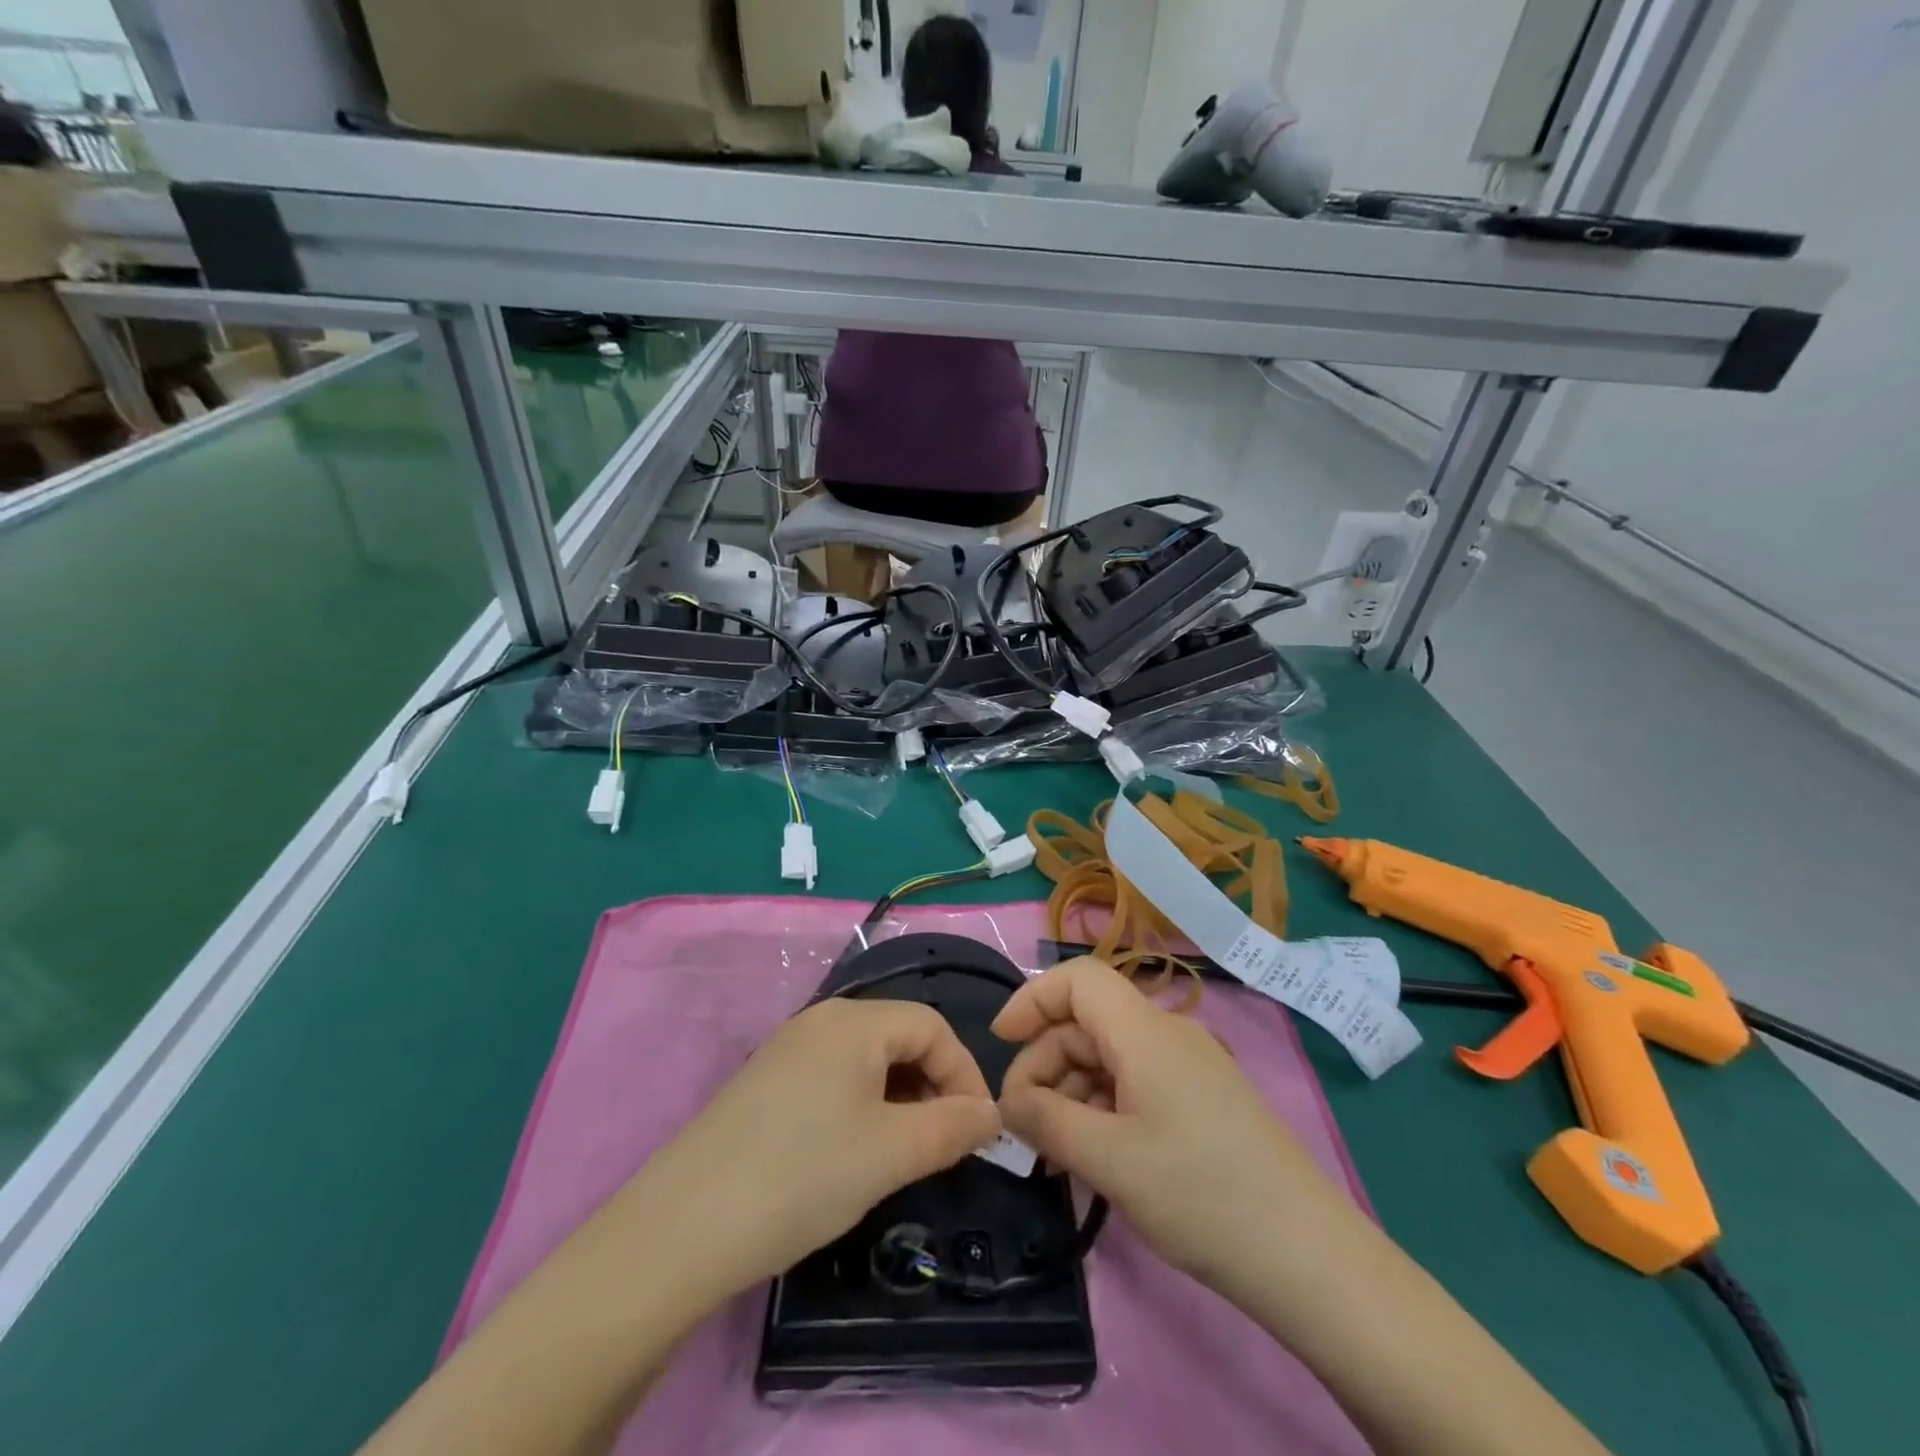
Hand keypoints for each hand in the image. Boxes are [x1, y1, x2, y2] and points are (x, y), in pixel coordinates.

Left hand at [637, 997, 1000, 1300]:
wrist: (683, 1227)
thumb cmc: (803, 1175)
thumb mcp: (891, 1153)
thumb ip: (952, 1128)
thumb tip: (990, 1114)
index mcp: (854, 1021)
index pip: (933, 1026)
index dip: (965, 1072)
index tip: (979, 1130)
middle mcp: (821, 1020)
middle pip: (899, 1037)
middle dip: (933, 1086)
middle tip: (944, 1145)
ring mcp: (788, 1049)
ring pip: (866, 1061)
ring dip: (898, 1099)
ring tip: (903, 1153)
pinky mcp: (766, 1082)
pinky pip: (833, 1079)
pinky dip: (861, 1106)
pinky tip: (852, 1153)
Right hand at [994, 958, 1351, 1297]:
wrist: (1309, 1257)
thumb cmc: (1201, 1195)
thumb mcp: (1109, 1160)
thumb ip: (1046, 1121)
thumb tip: (1008, 1100)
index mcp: (1145, 1031)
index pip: (1077, 978)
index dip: (1032, 999)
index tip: (1000, 1044)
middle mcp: (1168, 1034)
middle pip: (1088, 1022)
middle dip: (1045, 1063)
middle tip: (1023, 1126)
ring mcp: (1190, 1066)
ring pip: (1110, 1056)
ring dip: (1072, 1092)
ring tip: (1054, 1153)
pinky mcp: (1203, 1099)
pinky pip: (1136, 1083)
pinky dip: (1103, 1108)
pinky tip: (1094, 1156)